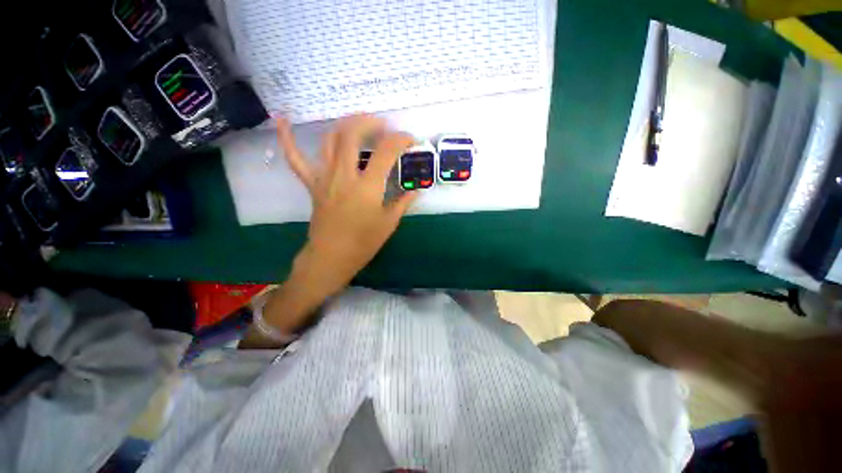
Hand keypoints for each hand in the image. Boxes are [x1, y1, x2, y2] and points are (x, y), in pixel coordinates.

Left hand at [239, 115, 416, 347]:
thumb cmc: (363, 243)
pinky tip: (282, 119)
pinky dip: (287, 138)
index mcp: (367, 187)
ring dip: (345, 124)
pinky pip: (296, 159)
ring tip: (359, 122)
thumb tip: (417, 190)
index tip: (410, 140)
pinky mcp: (312, 184)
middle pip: (353, 134)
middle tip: (383, 126)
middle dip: (370, 122)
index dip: (400, 140)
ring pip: (330, 139)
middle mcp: (344, 175)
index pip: (386, 152)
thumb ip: (403, 202)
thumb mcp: (389, 223)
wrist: (331, 257)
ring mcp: (324, 177)